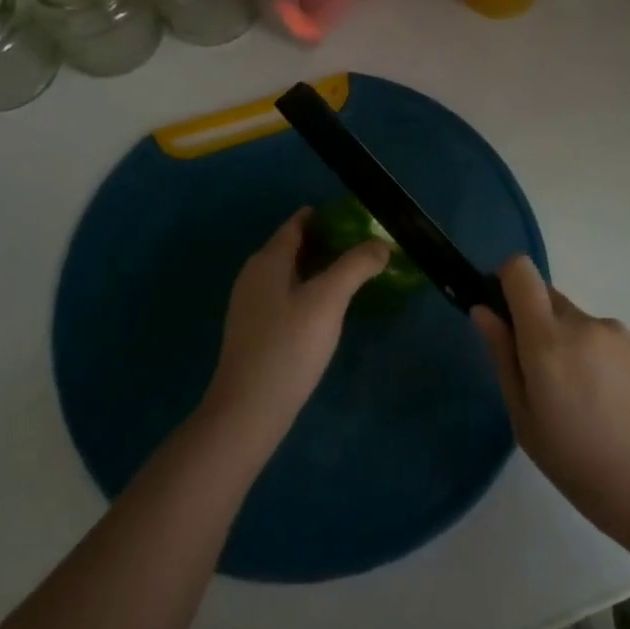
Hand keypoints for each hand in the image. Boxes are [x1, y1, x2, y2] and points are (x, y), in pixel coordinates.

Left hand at [203, 209, 388, 445]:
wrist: (248, 411)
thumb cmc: (288, 346)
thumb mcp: (328, 300)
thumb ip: (355, 266)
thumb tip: (381, 244)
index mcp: (268, 260)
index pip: (296, 225)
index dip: (323, 217)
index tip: (352, 217)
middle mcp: (254, 276)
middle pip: (290, 247)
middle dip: (323, 242)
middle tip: (359, 246)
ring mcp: (250, 306)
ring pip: (287, 274)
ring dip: (315, 268)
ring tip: (348, 275)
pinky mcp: (253, 332)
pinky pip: (283, 297)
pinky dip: (305, 291)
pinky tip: (324, 310)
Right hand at [472, 257, 629, 564]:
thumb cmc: (583, 467)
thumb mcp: (526, 421)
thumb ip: (502, 357)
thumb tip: (483, 310)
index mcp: (548, 341)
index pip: (519, 270)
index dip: (504, 282)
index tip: (501, 316)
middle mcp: (581, 322)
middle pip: (544, 294)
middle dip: (531, 322)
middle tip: (538, 377)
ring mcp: (614, 330)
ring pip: (570, 318)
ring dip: (562, 341)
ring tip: (578, 399)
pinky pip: (597, 334)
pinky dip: (589, 354)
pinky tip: (604, 401)